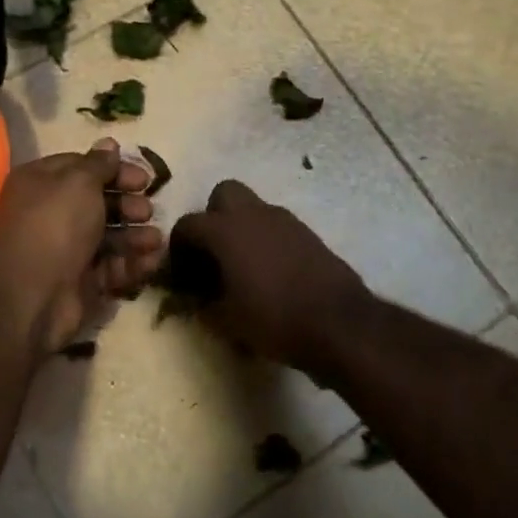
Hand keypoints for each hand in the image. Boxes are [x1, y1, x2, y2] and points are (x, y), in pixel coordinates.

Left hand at [0, 140, 162, 354]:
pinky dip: (132, 263)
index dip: (114, 169)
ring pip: (108, 236)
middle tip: (146, 210)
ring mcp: (66, 250)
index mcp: (41, 183)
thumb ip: (99, 164)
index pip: (82, 167)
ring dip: (135, 235)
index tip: (143, 178)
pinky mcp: (80, 282)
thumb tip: (109, 144)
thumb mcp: (78, 183)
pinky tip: (151, 261)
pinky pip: (111, 267)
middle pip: (98, 202)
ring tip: (154, 239)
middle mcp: (51, 213)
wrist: (32, 295)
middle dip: (127, 204)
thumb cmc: (54, 225)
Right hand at [169, 181, 369, 371]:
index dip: (178, 248)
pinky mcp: (308, 233)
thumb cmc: (274, 319)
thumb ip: (203, 306)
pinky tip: (269, 273)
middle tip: (212, 254)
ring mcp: (285, 220)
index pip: (188, 224)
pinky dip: (265, 240)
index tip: (181, 275)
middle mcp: (253, 214)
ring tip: (241, 267)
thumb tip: (195, 300)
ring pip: (253, 208)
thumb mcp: (227, 321)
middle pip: (223, 194)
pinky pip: (276, 226)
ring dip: (241, 228)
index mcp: (225, 230)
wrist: (339, 323)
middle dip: (212, 218)